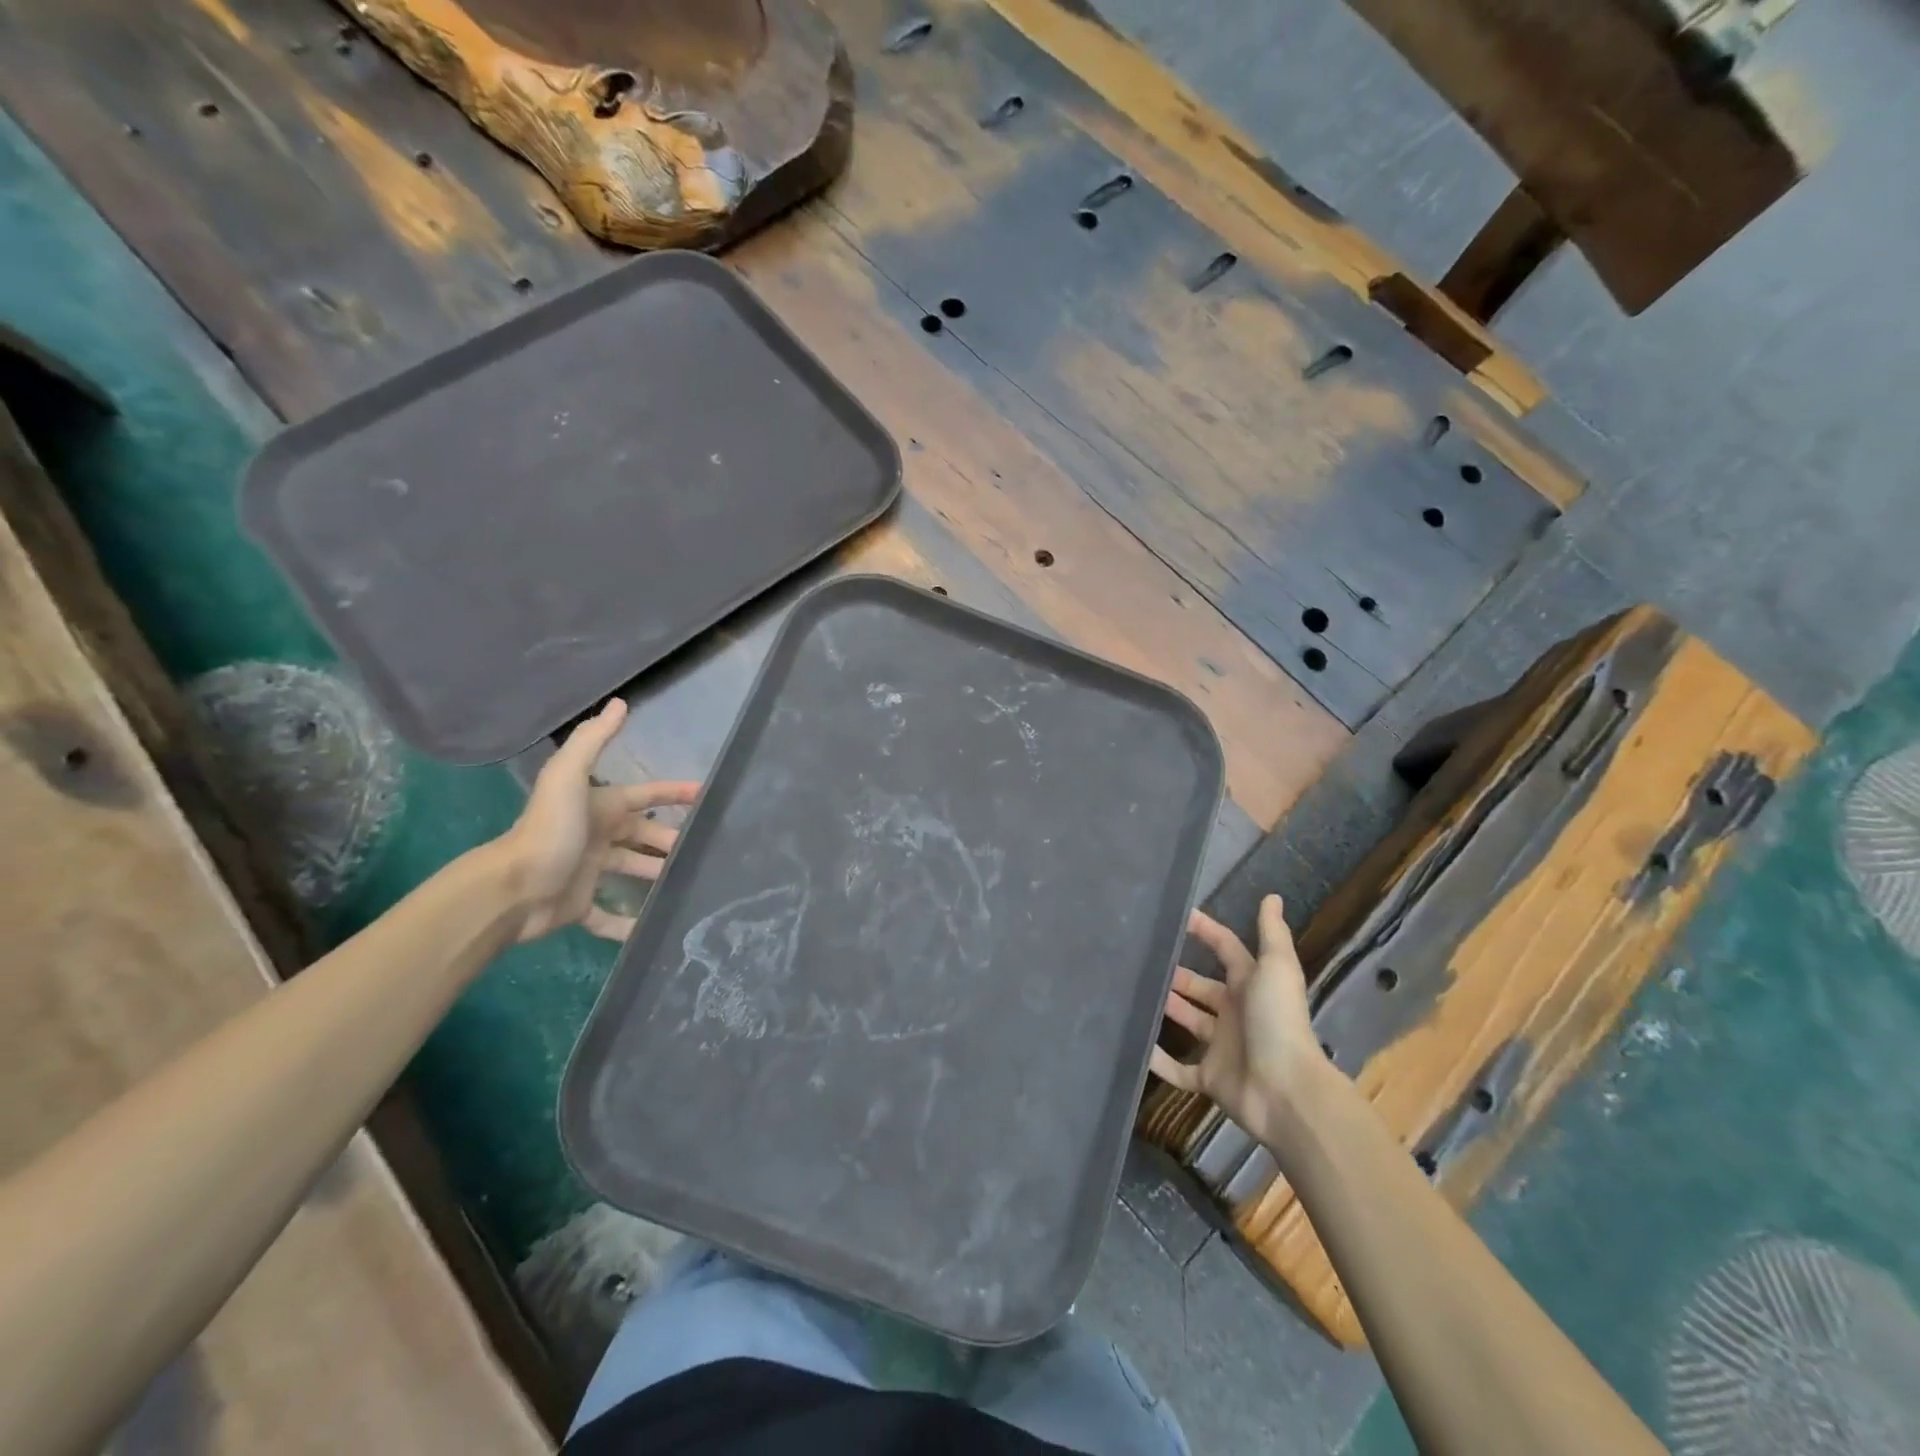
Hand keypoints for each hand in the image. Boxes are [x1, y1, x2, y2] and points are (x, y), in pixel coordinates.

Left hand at [495, 699, 699, 942]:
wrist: (511, 890)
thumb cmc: (549, 831)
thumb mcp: (568, 777)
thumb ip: (593, 741)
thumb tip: (619, 703)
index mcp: (600, 808)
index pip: (645, 795)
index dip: (674, 793)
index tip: (706, 795)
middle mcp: (597, 837)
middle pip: (643, 835)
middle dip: (671, 839)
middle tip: (703, 849)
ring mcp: (588, 872)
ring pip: (632, 871)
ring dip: (657, 876)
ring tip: (689, 884)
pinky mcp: (579, 906)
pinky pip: (608, 917)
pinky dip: (627, 924)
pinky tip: (650, 929)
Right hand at [1150, 895, 1324, 1142]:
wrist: (1286, 1092)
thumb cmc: (1278, 1022)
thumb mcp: (1276, 969)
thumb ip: (1272, 933)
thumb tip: (1272, 896)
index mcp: (1251, 985)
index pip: (1226, 950)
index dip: (1205, 931)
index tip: (1175, 917)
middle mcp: (1236, 1012)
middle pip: (1202, 987)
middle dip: (1177, 974)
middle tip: (1144, 960)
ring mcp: (1222, 1046)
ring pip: (1189, 1021)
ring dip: (1167, 1008)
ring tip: (1133, 992)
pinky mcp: (1210, 1078)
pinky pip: (1179, 1069)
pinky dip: (1159, 1060)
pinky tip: (1137, 1045)